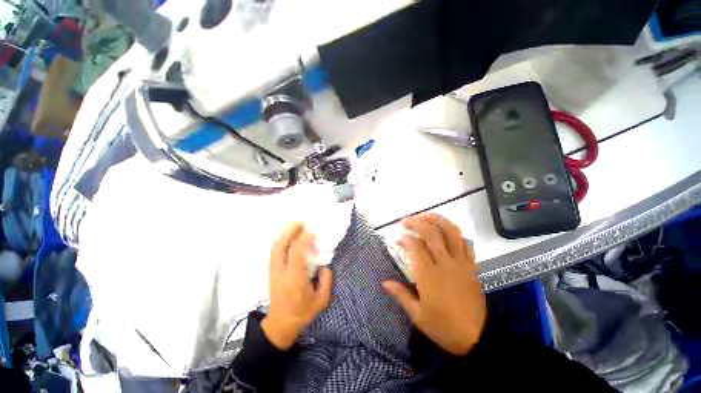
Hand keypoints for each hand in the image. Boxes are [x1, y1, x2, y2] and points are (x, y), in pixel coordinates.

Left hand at [262, 223, 332, 349]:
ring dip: (284, 233)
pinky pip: (273, 251)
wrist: (280, 325)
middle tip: (300, 221)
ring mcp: (273, 271)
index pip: (296, 253)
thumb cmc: (302, 313)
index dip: (304, 239)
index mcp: (294, 280)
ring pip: (274, 247)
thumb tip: (325, 265)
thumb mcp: (321, 301)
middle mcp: (281, 273)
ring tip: (294, 224)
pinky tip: (287, 235)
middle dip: (289, 231)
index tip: (313, 231)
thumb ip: (327, 281)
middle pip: (280, 246)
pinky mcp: (271, 271)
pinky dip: (280, 240)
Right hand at [383, 213, 485, 355]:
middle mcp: (445, 264)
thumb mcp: (418, 315)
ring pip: (450, 232)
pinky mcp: (471, 266)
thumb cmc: (443, 327)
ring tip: (425, 216)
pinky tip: (446, 229)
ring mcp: (460, 263)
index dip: (404, 238)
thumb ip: (401, 295)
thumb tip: (384, 282)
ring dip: (437, 220)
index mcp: (429, 275)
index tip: (397, 238)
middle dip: (416, 222)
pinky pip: (465, 242)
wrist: (477, 338)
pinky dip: (455, 232)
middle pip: (431, 233)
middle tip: (406, 221)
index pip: (415, 246)